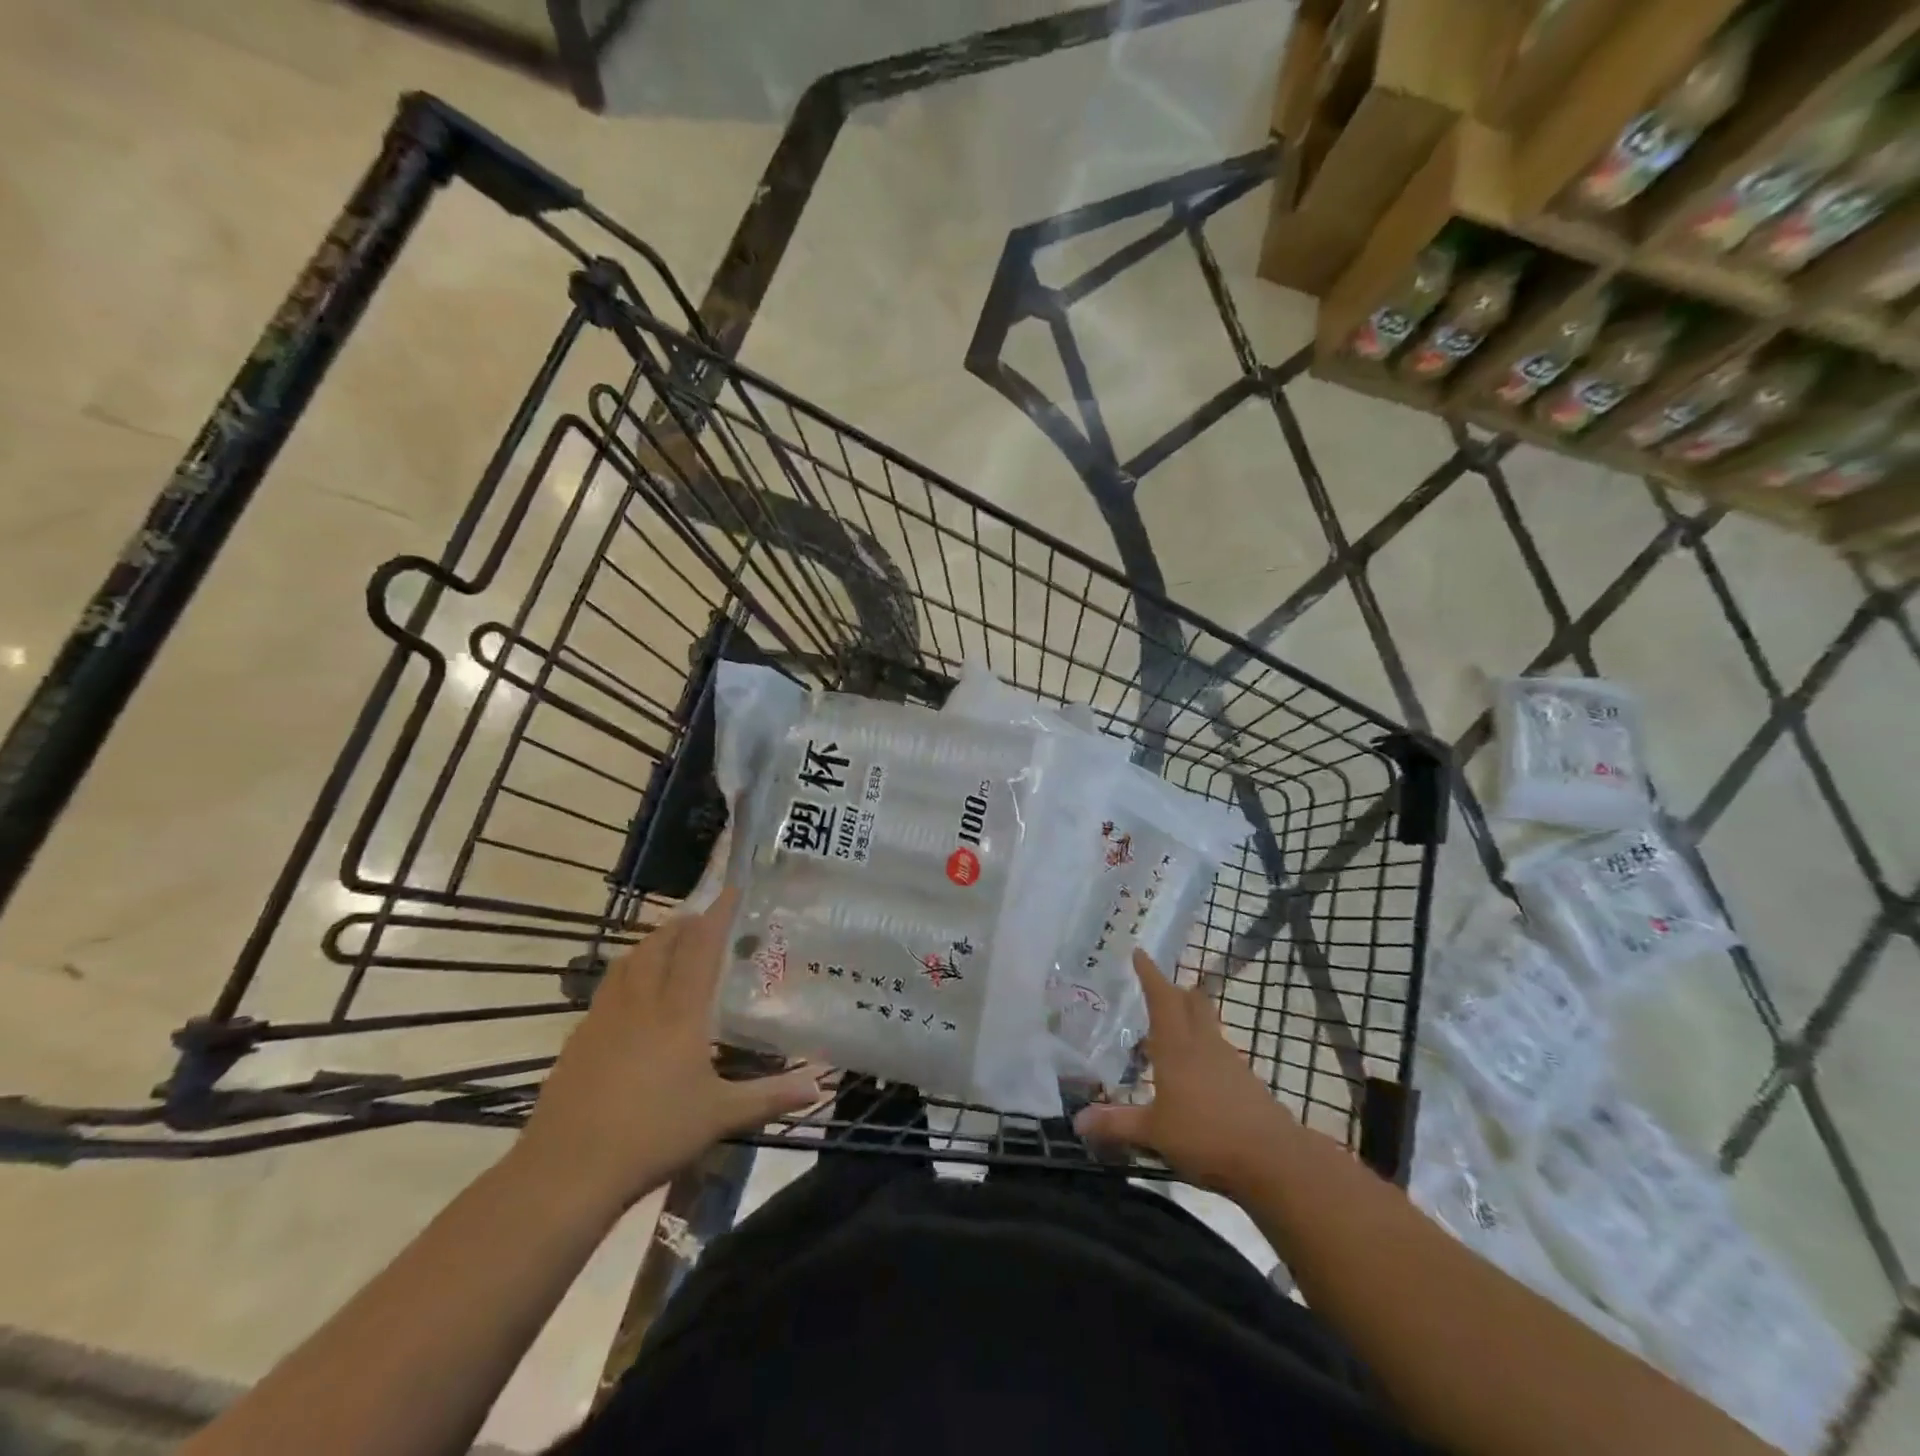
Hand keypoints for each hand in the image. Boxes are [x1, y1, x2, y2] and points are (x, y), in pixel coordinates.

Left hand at [517, 888, 824, 1214]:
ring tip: (669, 946)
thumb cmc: (652, 1135)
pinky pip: (608, 988)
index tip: (732, 890)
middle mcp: (641, 1003)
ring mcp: (604, 1019)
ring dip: (652, 944)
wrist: (566, 1171)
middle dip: (683, 924)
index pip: (701, 948)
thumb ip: (770, 1096)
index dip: (717, 915)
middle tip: (702, 920)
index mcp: (679, 1012)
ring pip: (629, 961)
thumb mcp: (720, 1116)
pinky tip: (632, 998)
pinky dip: (627, 974)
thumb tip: (820, 1084)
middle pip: (660, 944)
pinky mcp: (579, 1039)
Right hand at [1074, 949, 1300, 1193]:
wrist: (1274, 1161)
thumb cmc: (1206, 1136)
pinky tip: (1195, 1074)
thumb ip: (1117, 1124)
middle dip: (1175, 991)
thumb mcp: (1154, 1133)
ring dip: (1190, 1020)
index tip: (1140, 952)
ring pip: (1207, 1027)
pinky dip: (1203, 1051)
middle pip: (1192, 1004)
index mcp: (1177, 1048)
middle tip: (1159, 986)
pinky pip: (1219, 1054)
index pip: (1162, 1000)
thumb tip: (1077, 1121)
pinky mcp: (1247, 1084)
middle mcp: (1204, 1046)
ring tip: (1171, 1032)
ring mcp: (1230, 1063)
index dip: (1150, 975)